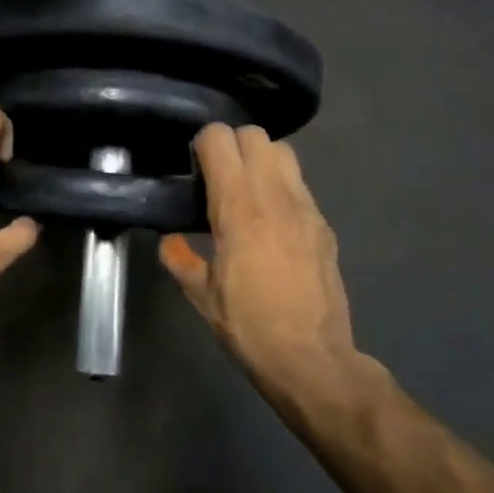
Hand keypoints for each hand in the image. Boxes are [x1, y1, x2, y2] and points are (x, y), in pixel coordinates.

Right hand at [159, 124, 359, 405]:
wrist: (310, 357)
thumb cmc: (248, 325)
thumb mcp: (201, 295)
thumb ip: (180, 259)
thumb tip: (169, 242)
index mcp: (238, 207)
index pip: (220, 139)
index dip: (202, 144)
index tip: (193, 166)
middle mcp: (274, 195)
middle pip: (255, 135)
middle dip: (232, 144)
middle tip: (217, 174)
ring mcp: (305, 207)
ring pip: (284, 152)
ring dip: (260, 160)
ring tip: (246, 190)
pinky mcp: (323, 225)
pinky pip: (300, 185)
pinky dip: (281, 187)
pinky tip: (271, 220)